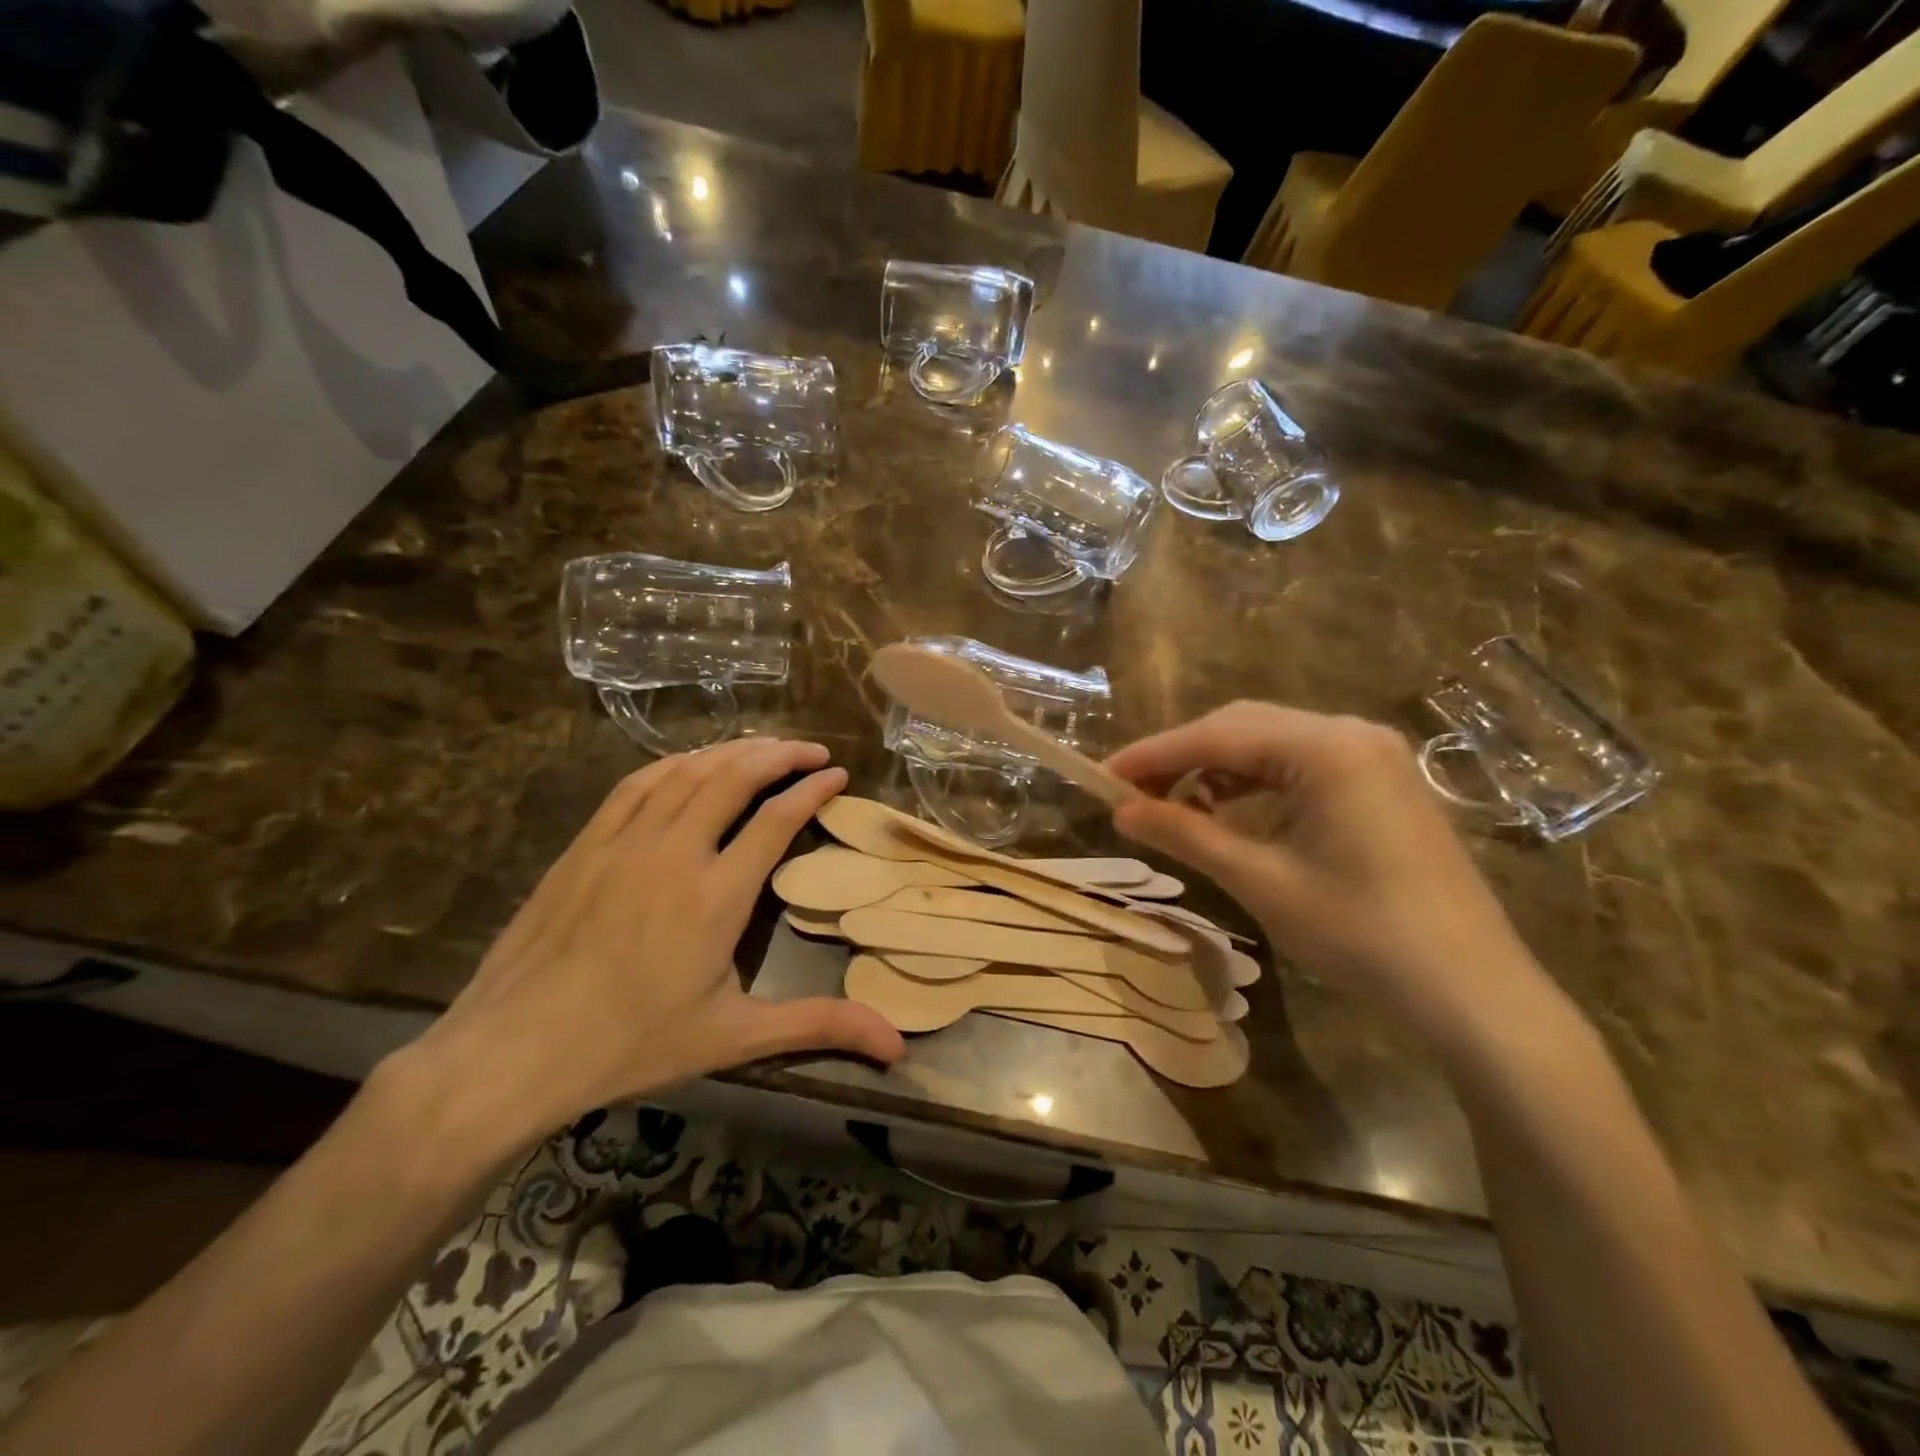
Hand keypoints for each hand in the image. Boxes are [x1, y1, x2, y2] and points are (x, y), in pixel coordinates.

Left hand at [402, 739, 904, 1135]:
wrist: (515, 1049)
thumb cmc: (632, 1044)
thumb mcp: (734, 1037)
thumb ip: (818, 1026)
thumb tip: (897, 1042)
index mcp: (716, 895)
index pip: (776, 818)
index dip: (812, 788)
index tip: (837, 774)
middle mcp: (675, 852)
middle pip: (734, 776)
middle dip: (780, 753)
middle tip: (811, 750)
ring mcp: (624, 841)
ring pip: (687, 771)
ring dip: (732, 750)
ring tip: (764, 747)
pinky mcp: (586, 844)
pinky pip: (638, 783)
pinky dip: (676, 763)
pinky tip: (691, 763)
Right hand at [1108, 703, 1548, 1047]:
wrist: (1473, 991)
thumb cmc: (1361, 934)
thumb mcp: (1260, 881)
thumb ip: (1187, 834)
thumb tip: (1121, 812)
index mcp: (1327, 748)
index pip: (1218, 734)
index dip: (1153, 754)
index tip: (1103, 776)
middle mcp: (1351, 733)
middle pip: (1243, 726)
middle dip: (1182, 757)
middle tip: (1132, 793)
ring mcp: (1372, 755)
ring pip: (1270, 743)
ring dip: (1217, 769)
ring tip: (1173, 806)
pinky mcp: (1380, 781)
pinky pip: (1300, 764)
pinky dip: (1255, 783)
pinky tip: (1230, 812)